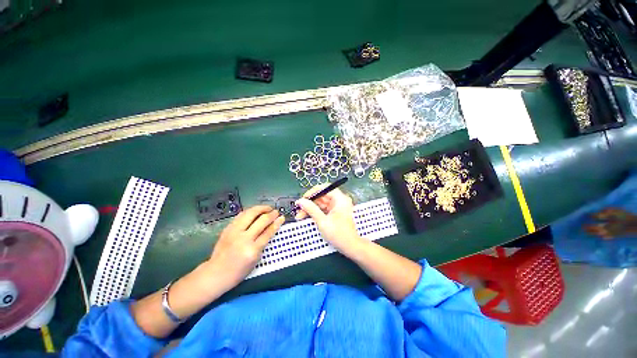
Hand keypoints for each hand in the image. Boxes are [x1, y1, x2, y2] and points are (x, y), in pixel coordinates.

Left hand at [208, 206, 284, 287]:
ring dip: (260, 208)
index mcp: (252, 250)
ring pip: (249, 214)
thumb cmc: (239, 271)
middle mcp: (243, 239)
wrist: (216, 273)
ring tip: (267, 208)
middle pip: (260, 221)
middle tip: (275, 212)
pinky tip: (255, 211)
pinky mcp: (227, 229)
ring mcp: (234, 232)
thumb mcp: (256, 260)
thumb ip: (263, 243)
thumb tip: (271, 228)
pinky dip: (250, 211)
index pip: (268, 232)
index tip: (282, 217)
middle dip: (270, 214)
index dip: (276, 223)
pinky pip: (241, 215)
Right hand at [295, 185, 364, 256]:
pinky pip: (322, 209)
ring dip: (310, 208)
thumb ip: (311, 209)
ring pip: (320, 203)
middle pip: (321, 196)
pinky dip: (314, 212)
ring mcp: (336, 207)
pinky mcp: (334, 213)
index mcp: (340, 199)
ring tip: (299, 216)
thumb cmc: (338, 234)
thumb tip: (300, 201)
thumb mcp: (322, 221)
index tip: (303, 199)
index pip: (325, 188)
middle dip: (309, 203)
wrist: (350, 247)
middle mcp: (339, 200)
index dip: (313, 192)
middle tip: (298, 209)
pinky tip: (306, 217)